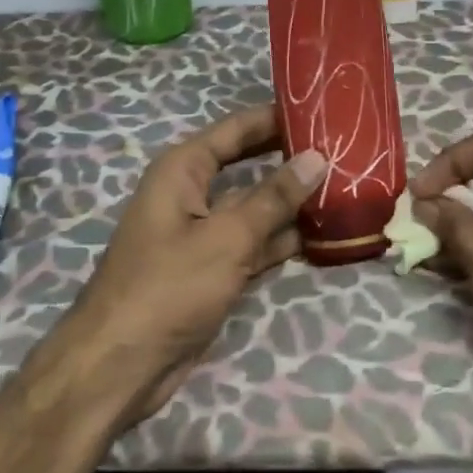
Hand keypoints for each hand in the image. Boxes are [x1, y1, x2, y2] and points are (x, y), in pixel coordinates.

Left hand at [50, 106, 327, 430]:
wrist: (122, 363)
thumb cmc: (168, 287)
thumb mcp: (226, 238)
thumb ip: (273, 198)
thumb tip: (316, 158)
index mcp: (182, 171)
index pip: (236, 130)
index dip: (276, 118)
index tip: (322, 109)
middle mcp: (191, 195)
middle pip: (249, 167)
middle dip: (291, 161)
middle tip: (346, 151)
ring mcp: (203, 235)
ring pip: (255, 209)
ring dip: (294, 205)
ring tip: (349, 191)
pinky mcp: (213, 270)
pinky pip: (254, 245)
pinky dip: (283, 241)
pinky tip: (326, 236)